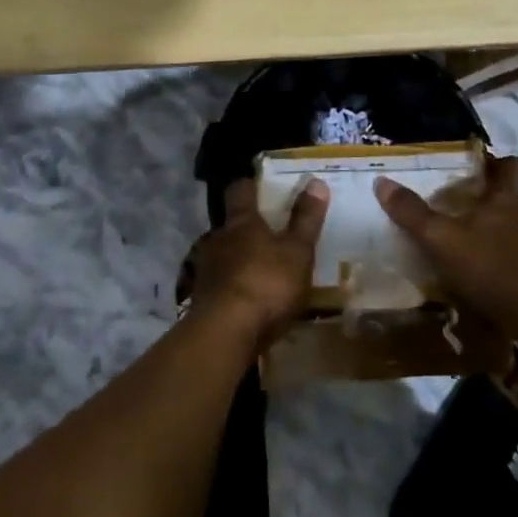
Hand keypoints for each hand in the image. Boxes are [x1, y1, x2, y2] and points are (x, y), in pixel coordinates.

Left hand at [186, 177, 329, 346]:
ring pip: (224, 255)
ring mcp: (206, 270)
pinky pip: (220, 284)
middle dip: (247, 227)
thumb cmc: (265, 284)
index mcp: (242, 222)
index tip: (258, 183)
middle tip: (268, 232)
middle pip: (231, 224)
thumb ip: (306, 219)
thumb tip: (316, 181)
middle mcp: (219, 239)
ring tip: (259, 269)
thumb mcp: (296, 252)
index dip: (249, 185)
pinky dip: (233, 287)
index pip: (240, 190)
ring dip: (239, 259)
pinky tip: (246, 300)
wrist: (223, 335)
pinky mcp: (201, 300)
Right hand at [375, 154, 517, 330]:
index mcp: (504, 199)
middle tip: (487, 214)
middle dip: (511, 201)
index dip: (500, 164)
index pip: (510, 168)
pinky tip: (515, 286)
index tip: (487, 167)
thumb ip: (412, 214)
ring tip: (497, 255)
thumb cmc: (491, 265)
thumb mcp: (441, 240)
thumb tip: (380, 181)